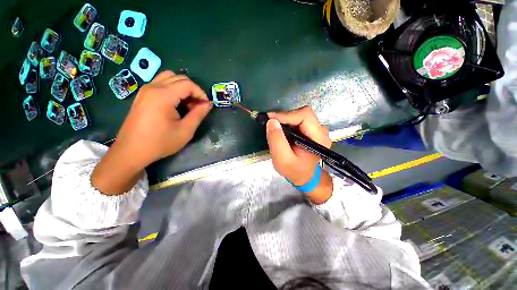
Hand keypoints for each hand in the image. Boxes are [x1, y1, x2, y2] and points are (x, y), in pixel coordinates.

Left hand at [92, 71, 211, 194]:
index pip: (188, 84)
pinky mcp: (142, 95)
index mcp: (163, 95)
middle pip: (179, 77)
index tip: (206, 105)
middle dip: (192, 90)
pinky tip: (175, 104)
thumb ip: (198, 114)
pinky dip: (172, 89)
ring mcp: (145, 90)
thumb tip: (208, 104)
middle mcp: (153, 87)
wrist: (131, 151)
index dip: (201, 93)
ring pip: (169, 78)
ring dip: (182, 88)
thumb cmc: (160, 142)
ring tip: (187, 104)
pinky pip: (161, 83)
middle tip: (197, 106)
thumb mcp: (185, 130)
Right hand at [266, 106, 332, 203]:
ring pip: (301, 116)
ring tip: (276, 128)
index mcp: (318, 139)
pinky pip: (300, 120)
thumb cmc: (294, 170)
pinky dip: (289, 122)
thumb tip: (271, 121)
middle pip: (303, 114)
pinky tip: (283, 130)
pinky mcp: (312, 131)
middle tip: (271, 123)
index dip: (286, 115)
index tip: (270, 118)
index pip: (304, 116)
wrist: (304, 176)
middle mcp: (321, 132)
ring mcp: (318, 131)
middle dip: (285, 117)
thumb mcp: (282, 159)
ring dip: (287, 120)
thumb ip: (277, 141)